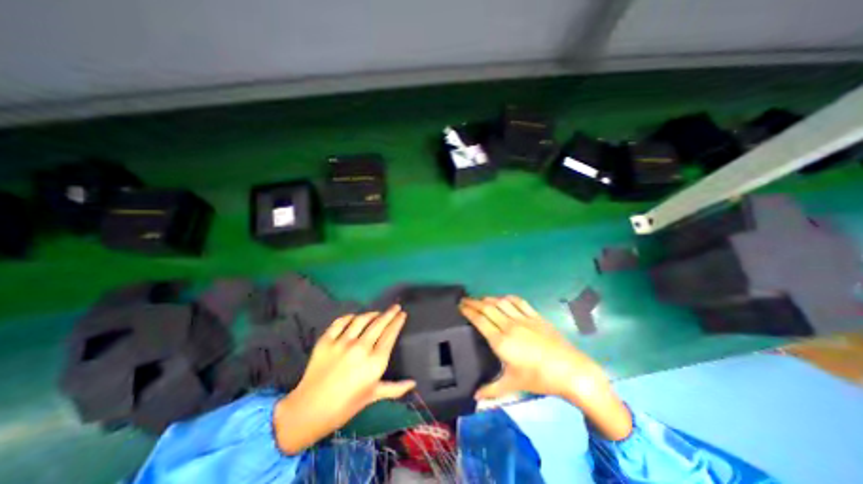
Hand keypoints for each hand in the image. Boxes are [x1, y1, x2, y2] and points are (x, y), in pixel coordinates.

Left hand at [273, 306, 413, 454]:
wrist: (308, 411)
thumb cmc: (345, 406)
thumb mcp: (373, 396)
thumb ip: (395, 388)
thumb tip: (414, 383)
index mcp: (375, 362)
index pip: (390, 334)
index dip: (397, 322)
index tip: (403, 314)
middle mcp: (361, 348)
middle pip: (379, 323)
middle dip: (390, 313)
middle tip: (395, 307)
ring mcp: (342, 343)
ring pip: (361, 319)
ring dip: (372, 313)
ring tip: (377, 312)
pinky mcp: (326, 340)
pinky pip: (341, 322)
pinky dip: (350, 317)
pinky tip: (354, 317)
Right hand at [458, 297, 631, 439]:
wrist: (570, 371)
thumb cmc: (539, 378)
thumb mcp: (513, 385)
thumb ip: (491, 390)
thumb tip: (474, 397)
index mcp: (501, 341)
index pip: (480, 320)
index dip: (469, 311)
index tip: (460, 306)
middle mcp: (509, 325)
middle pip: (487, 308)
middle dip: (474, 302)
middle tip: (464, 300)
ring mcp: (523, 318)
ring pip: (500, 302)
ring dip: (488, 298)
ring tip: (480, 299)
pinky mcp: (535, 316)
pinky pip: (518, 301)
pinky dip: (507, 298)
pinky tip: (502, 298)